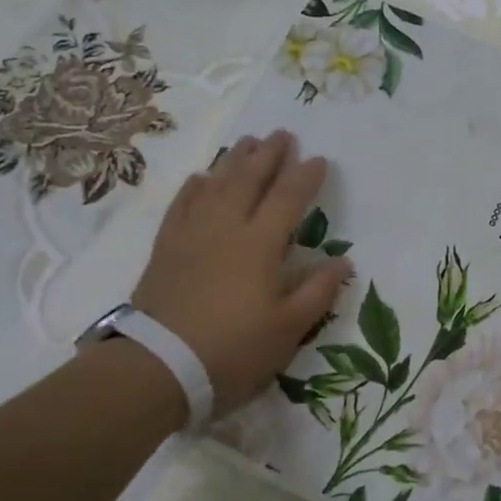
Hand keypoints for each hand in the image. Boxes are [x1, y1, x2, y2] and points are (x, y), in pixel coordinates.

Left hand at [132, 131, 351, 421]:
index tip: (319, 159)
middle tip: (282, 133)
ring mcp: (192, 235)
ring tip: (247, 142)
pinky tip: (201, 177)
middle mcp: (226, 228)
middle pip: (249, 180)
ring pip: (215, 184)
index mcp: (260, 245)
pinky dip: (194, 186)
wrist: (158, 367)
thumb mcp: (288, 328)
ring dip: (234, 160)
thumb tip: (343, 261)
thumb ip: (318, 291)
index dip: (305, 176)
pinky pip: (182, 205)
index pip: (288, 198)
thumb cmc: (232, 349)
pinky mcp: (166, 248)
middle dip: (268, 155)